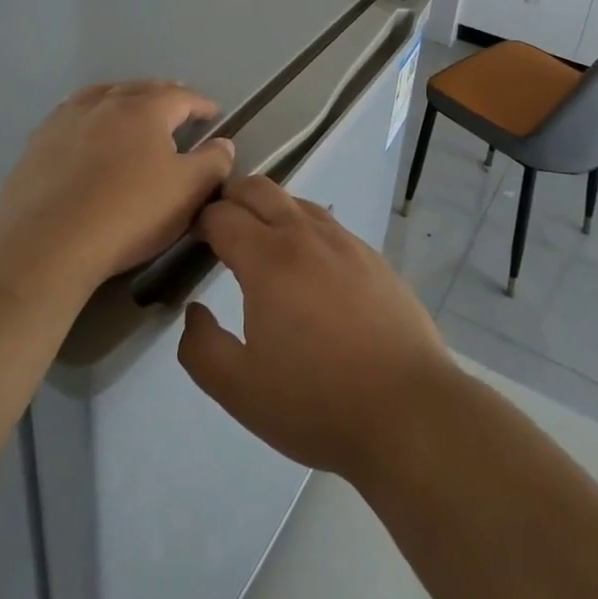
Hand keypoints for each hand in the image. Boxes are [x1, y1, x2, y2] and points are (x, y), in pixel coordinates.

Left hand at [0, 81, 234, 296]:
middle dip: (164, 95)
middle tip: (177, 107)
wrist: (47, 245)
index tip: (213, 115)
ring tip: (131, 108)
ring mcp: (67, 119)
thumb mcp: (187, 192)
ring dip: (123, 97)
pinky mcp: (38, 142)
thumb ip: (213, 163)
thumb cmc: (128, 214)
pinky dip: (89, 114)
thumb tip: (223, 144)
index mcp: (145, 110)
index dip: (201, 104)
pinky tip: (87, 129)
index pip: (182, 96)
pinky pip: (71, 114)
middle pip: (141, 88)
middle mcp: (106, 103)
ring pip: (102, 95)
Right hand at [178, 175, 456, 481]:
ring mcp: (345, 242)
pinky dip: (304, 229)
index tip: (189, 240)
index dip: (199, 221)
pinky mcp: (373, 257)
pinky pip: (328, 225)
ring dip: (270, 210)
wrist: (408, 410)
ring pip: (297, 202)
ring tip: (260, 243)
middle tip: (217, 227)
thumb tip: (195, 311)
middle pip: (259, 189)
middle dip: (230, 197)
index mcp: (268, 258)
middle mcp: (306, 235)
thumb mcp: (239, 389)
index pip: (222, 215)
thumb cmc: (316, 401)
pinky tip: (308, 266)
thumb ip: (201, 348)